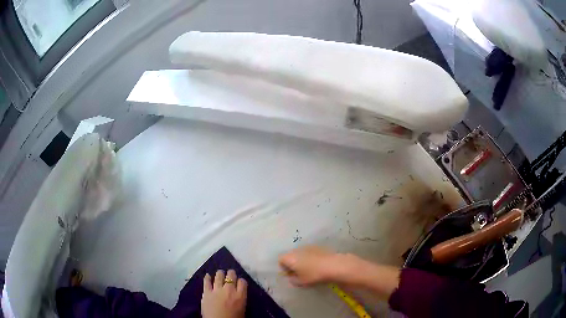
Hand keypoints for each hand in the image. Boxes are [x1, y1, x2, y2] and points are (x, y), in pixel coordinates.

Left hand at [201, 269, 246, 317]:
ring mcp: (217, 290)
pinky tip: (208, 275)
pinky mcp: (206, 292)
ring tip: (220, 273)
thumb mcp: (242, 309)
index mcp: (240, 296)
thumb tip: (239, 294)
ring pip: (219, 276)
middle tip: (230, 275)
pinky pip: (206, 282)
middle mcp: (229, 290)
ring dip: (220, 274)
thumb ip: (240, 299)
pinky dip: (207, 278)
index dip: (241, 281)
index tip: (239, 282)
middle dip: (231, 274)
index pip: (243, 282)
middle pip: (231, 275)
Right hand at [278, 246, 349, 285]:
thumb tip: (291, 278)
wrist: (333, 265)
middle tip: (299, 273)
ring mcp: (308, 247)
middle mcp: (297, 250)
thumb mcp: (301, 282)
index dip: (283, 268)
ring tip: (309, 269)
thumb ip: (293, 280)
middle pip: (290, 256)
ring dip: (302, 260)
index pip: (281, 260)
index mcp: (290, 258)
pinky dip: (310, 258)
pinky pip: (310, 252)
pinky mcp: (318, 247)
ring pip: (300, 254)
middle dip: (292, 264)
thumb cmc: (313, 275)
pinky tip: (317, 265)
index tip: (290, 275)